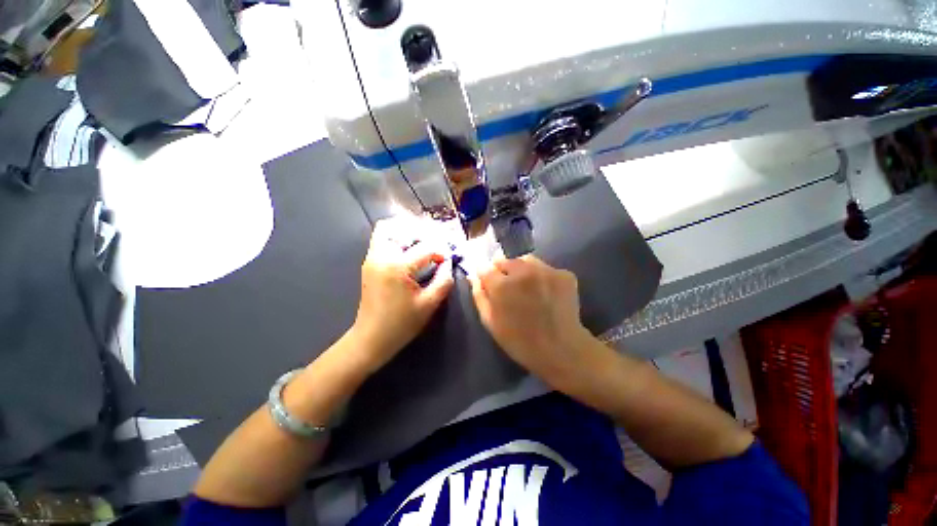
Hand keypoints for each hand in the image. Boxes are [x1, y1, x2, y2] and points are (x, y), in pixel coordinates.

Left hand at [349, 218, 454, 371]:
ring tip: (421, 244)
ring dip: (406, 232)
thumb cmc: (402, 324)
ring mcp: (372, 258)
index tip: (448, 260)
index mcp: (398, 266)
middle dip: (422, 232)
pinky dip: (397, 239)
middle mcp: (382, 256)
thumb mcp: (429, 304)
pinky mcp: (369, 263)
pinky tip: (409, 252)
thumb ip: (443, 280)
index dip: (442, 251)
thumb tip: (448, 263)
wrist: (371, 338)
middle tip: (434, 245)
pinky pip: (382, 239)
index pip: (426, 247)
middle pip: (401, 227)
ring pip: (387, 229)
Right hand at [470, 255, 595, 386]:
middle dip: (503, 272)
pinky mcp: (564, 274)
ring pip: (526, 260)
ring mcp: (546, 271)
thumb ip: (479, 296)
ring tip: (527, 287)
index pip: (485, 268)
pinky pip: (545, 268)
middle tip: (509, 289)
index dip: (485, 276)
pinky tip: (545, 292)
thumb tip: (474, 277)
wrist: (562, 350)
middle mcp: (523, 272)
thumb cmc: (520, 341)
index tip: (488, 283)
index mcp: (502, 286)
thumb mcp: (491, 322)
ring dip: (522, 270)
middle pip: (505, 261)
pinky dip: (541, 276)